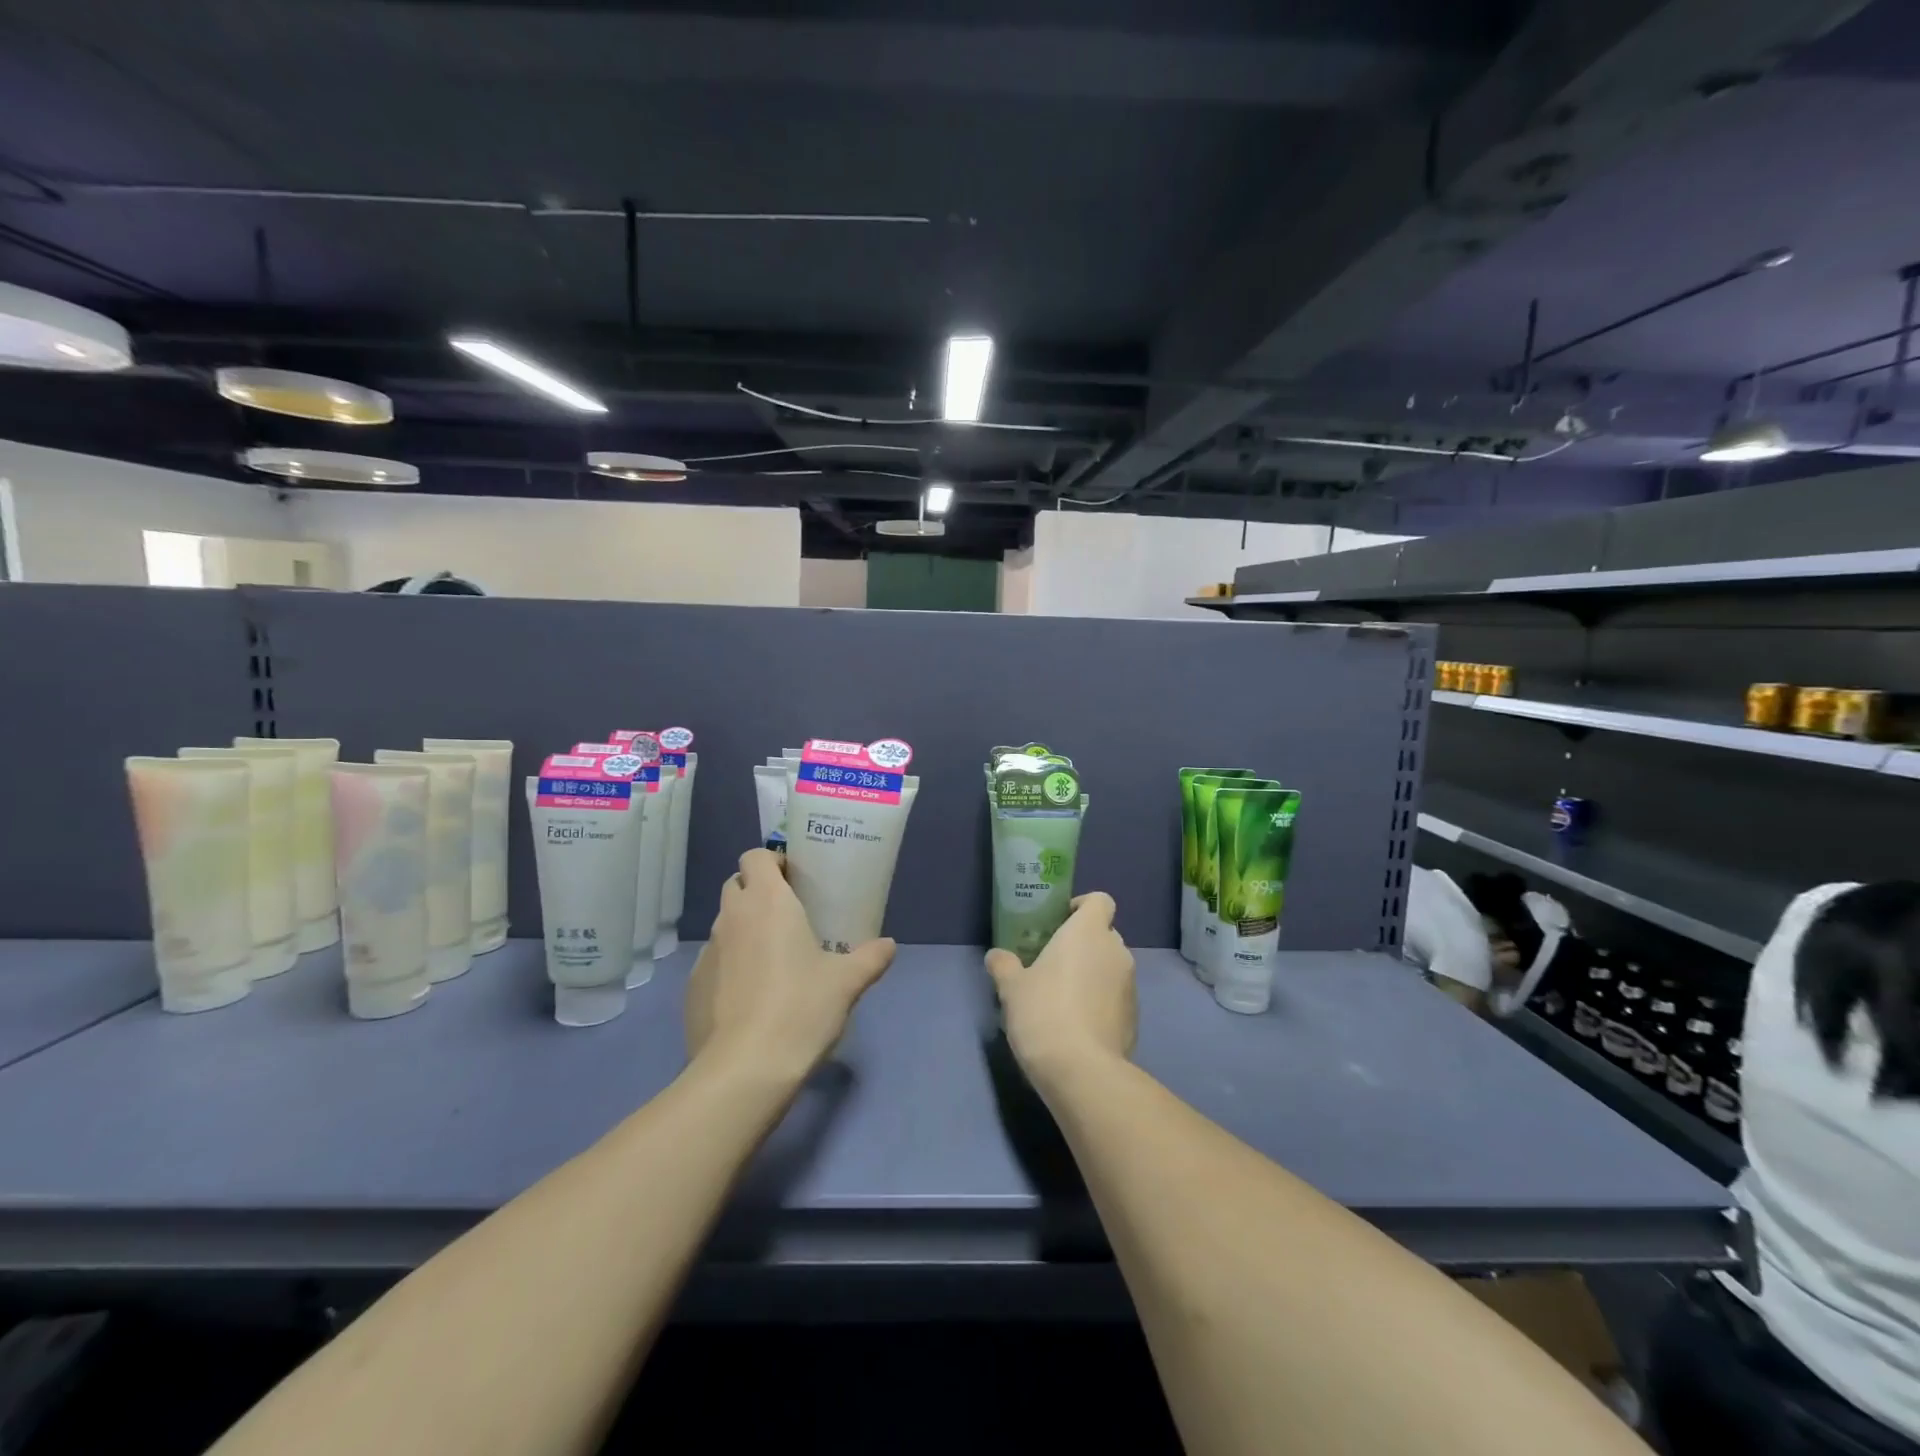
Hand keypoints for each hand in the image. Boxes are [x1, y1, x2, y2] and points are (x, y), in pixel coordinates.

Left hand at [685, 848, 896, 1077]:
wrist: (744, 1069)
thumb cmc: (801, 1008)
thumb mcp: (847, 982)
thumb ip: (870, 958)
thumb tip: (889, 945)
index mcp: (768, 902)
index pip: (755, 857)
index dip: (772, 862)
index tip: (794, 880)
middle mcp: (732, 917)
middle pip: (737, 885)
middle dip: (757, 891)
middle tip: (788, 916)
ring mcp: (707, 952)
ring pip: (725, 924)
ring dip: (744, 929)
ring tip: (773, 959)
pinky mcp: (692, 986)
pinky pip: (714, 961)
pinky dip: (731, 965)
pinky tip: (751, 996)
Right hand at [984, 892, 1135, 1090]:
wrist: (1082, 1071)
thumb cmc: (1043, 1013)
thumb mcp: (1012, 987)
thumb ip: (1004, 965)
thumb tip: (996, 956)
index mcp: (1088, 932)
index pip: (1100, 900)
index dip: (1082, 907)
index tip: (1060, 922)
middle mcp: (1116, 951)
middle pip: (1105, 933)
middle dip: (1084, 943)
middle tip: (1054, 962)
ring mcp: (1130, 985)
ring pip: (1111, 966)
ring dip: (1093, 973)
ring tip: (1064, 997)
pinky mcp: (1135, 1017)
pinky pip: (1117, 997)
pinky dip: (1102, 1002)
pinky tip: (1078, 1025)